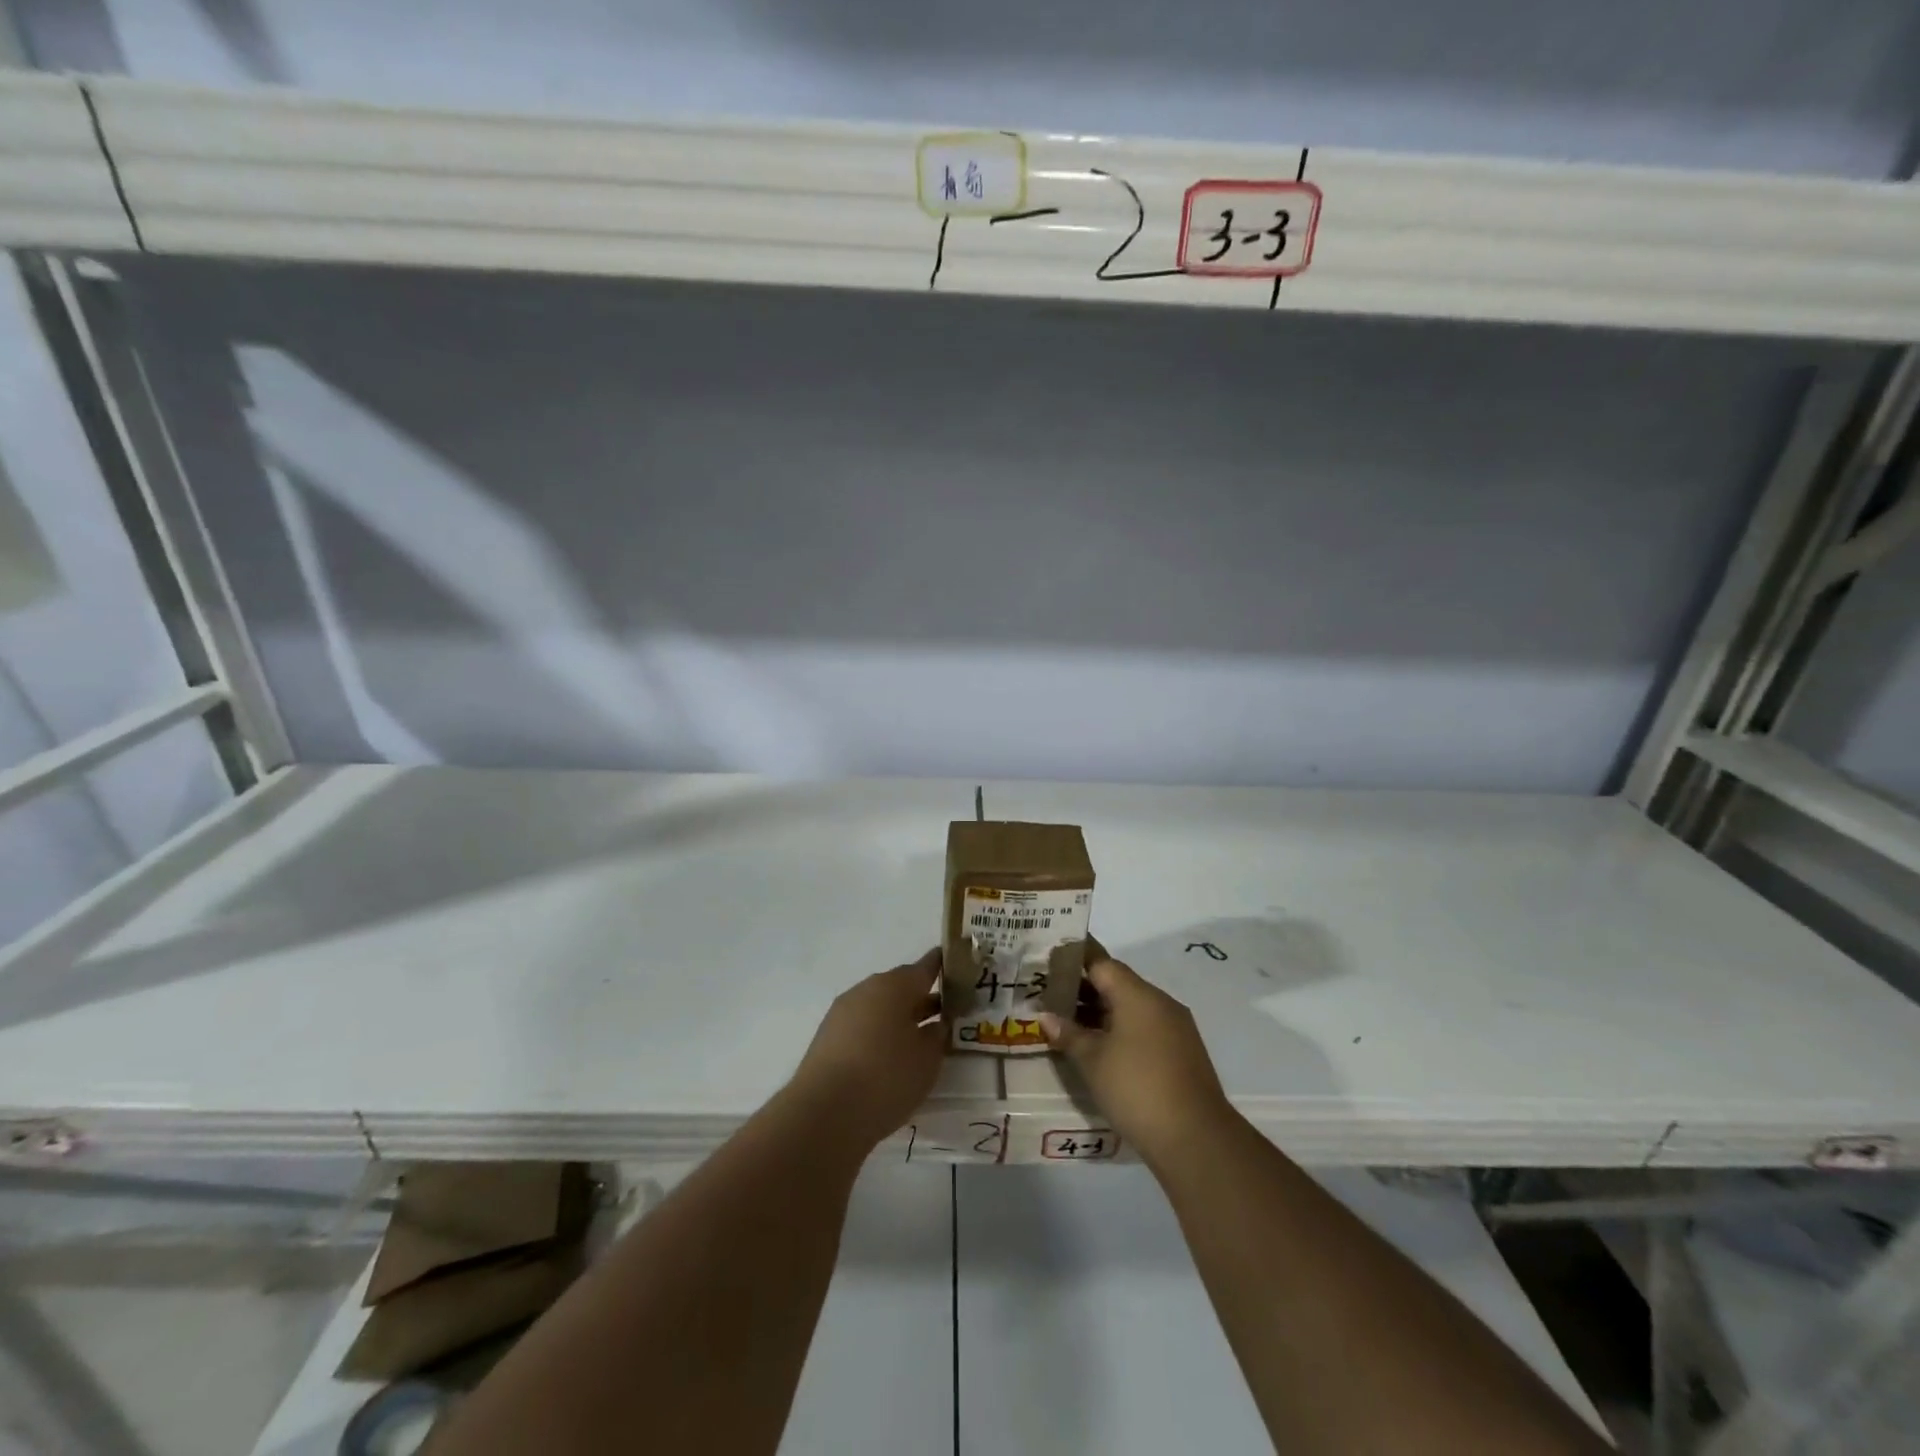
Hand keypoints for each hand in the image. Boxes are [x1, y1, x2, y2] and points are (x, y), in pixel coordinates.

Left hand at [788, 950, 944, 1151]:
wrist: (825, 1113)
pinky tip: (890, 1057)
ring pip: (880, 1007)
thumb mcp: (927, 1058)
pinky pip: (863, 1026)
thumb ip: (937, 1036)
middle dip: (922, 998)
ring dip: (900, 1018)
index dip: (942, 966)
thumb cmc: (886, 1077)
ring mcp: (843, 1012)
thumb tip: (937, 1023)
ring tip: (920, 1039)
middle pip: (900, 987)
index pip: (926, 967)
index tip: (958, 967)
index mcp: (894, 985)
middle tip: (946, 1013)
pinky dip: (879, 1034)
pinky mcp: (828, 1038)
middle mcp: (867, 990)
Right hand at [1040, 947, 1231, 1167]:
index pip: (1102, 963)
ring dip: (1102, 1012)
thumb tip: (1046, 1016)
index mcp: (1138, 994)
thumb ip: (1068, 1034)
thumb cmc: (1136, 1088)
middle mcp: (1160, 1002)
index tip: (1051, 961)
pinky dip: (1121, 1029)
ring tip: (1070, 1024)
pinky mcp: (1183, 1051)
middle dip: (1085, 989)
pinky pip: (1145, 1027)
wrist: (1195, 1138)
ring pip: (1132, 1007)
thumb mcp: (1093, 1061)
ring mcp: (1176, 1027)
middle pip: (1117, 983)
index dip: (1075, 960)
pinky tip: (1102, 1048)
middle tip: (1052, 996)